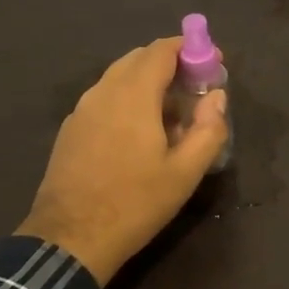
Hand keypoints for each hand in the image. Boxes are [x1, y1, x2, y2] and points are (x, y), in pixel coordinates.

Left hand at [18, 38, 228, 283]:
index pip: (161, 50)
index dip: (189, 49)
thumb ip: (209, 129)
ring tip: (172, 113)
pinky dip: (128, 98)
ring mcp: (82, 110)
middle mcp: (103, 92)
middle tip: (196, 88)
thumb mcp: (185, 173)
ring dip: (148, 82)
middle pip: (139, 59)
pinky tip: (139, 132)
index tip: (212, 61)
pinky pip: (104, 98)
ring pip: (119, 78)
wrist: (71, 239)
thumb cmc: (135, 204)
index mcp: (133, 95)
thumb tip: (217, 97)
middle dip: (170, 64)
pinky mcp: (71, 129)